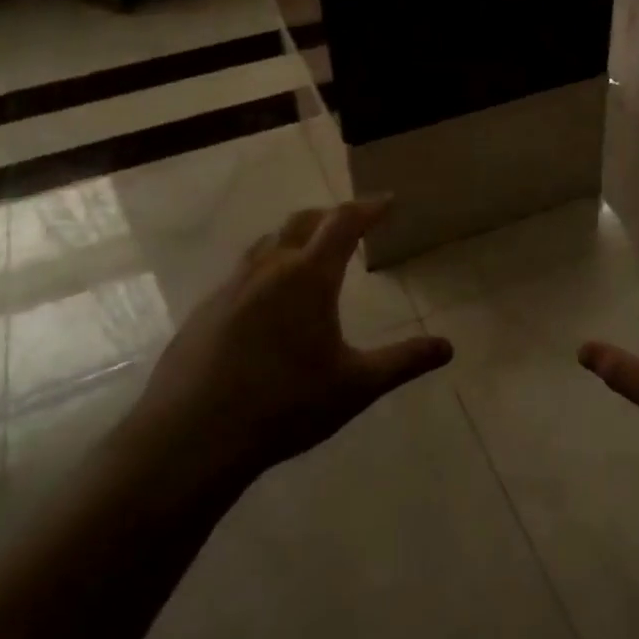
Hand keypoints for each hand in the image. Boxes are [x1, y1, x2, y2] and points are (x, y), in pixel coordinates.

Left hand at [104, 198, 452, 510]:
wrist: (191, 437)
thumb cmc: (284, 406)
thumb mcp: (356, 386)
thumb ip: (404, 362)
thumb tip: (448, 347)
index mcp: (308, 277)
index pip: (344, 223)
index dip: (369, 207)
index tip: (388, 201)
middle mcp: (268, 269)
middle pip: (302, 222)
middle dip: (331, 216)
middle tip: (352, 224)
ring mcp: (230, 288)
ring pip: (266, 244)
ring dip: (294, 238)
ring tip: (310, 255)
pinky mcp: (204, 311)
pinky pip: (242, 273)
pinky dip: (266, 269)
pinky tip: (267, 303)